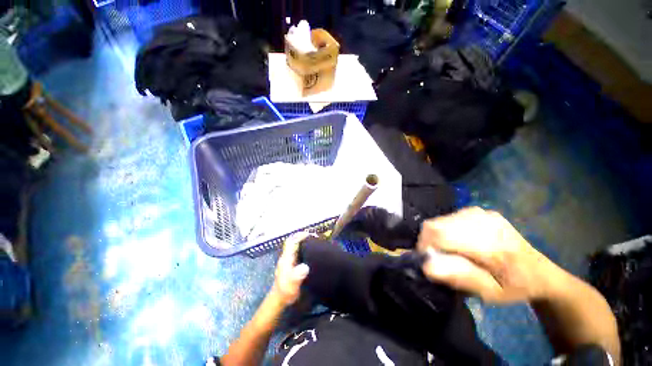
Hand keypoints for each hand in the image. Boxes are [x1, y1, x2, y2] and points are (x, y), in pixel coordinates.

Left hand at [270, 232, 311, 305]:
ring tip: (315, 243)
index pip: (291, 241)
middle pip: (293, 242)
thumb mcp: (292, 284)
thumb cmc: (286, 291)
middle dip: (303, 237)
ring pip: (295, 247)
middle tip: (315, 237)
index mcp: (286, 258)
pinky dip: (304, 249)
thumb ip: (297, 275)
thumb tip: (305, 267)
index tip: (310, 234)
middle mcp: (287, 256)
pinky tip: (311, 253)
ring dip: (304, 242)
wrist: (280, 300)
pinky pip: (298, 252)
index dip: (299, 236)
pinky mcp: (291, 264)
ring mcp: (288, 260)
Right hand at [417, 207, 556, 303]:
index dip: (424, 245)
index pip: (441, 235)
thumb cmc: (515, 288)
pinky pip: (450, 217)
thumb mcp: (490, 293)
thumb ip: (459, 277)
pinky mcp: (481, 211)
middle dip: (428, 240)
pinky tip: (458, 241)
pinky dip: (446, 229)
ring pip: (440, 220)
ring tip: (448, 250)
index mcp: (491, 244)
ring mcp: (483, 213)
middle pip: (437, 224)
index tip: (425, 260)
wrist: (541, 273)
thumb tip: (427, 265)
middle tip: (436, 257)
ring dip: (436, 235)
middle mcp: (485, 222)